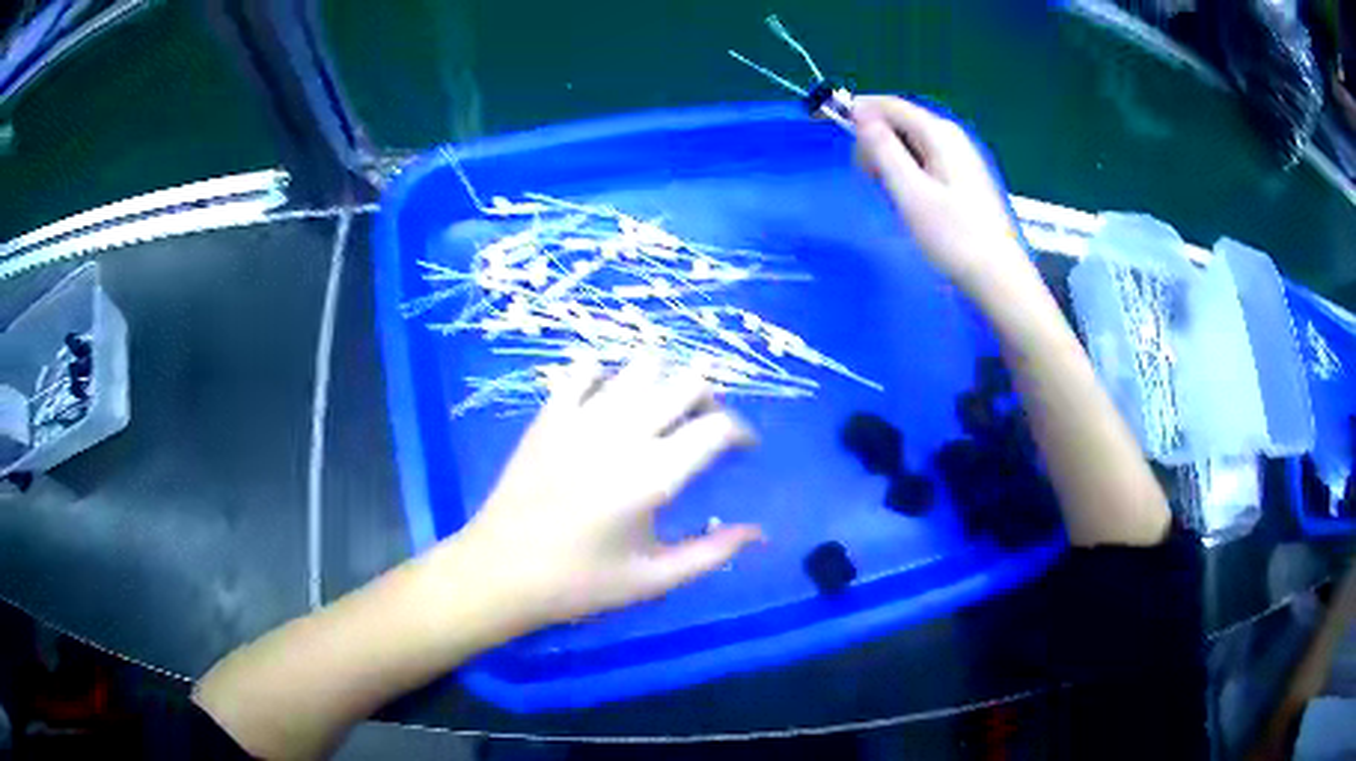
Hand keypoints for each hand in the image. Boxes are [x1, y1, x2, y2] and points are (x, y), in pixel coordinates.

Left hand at [458, 357, 763, 626]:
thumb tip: (759, 533)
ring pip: (641, 365)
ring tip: (663, 410)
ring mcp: (581, 417)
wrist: (501, 571)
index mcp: (654, 475)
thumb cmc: (580, 582)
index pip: (716, 427)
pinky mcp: (549, 414)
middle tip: (705, 425)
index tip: (744, 448)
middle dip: (709, 397)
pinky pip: (584, 369)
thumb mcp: (654, 579)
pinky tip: (609, 401)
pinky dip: (607, 375)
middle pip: (686, 381)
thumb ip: (712, 553)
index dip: (741, 431)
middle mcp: (623, 433)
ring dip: (664, 380)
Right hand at [852, 96, 1031, 293]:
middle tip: (870, 179)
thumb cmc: (952, 236)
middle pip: (898, 121)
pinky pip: (922, 160)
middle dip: (875, 141)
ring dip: (889, 160)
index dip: (857, 111)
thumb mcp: (910, 192)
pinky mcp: (961, 176)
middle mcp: (950, 135)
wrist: (996, 275)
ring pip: (908, 143)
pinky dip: (907, 172)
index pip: (888, 105)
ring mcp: (958, 155)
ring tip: (892, 195)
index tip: (831, 129)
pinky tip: (909, 200)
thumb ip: (883, 149)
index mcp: (938, 133)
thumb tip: (861, 113)